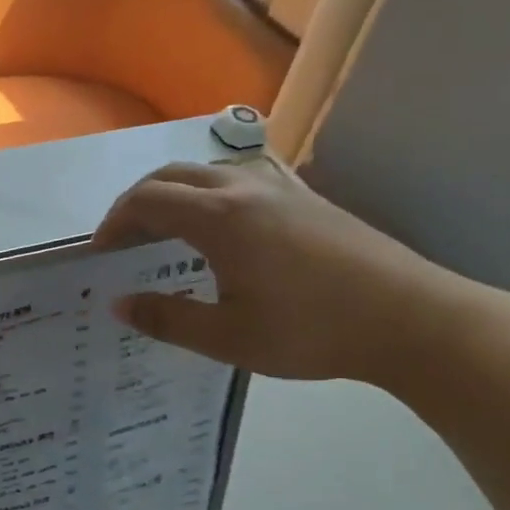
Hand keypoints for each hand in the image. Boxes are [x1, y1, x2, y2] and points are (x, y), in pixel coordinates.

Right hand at [93, 161, 475, 385]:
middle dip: (137, 203)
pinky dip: (209, 193)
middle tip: (123, 242)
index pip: (145, 201)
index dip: (114, 224)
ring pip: (206, 171)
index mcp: (219, 217)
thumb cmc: (311, 331)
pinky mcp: (304, 196)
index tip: (100, 255)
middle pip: (171, 176)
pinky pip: (239, 177)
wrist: (409, 318)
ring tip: (165, 234)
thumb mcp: (229, 337)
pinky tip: (221, 225)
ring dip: (173, 194)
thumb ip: (167, 319)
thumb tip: (118, 304)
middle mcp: (243, 188)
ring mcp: (278, 186)